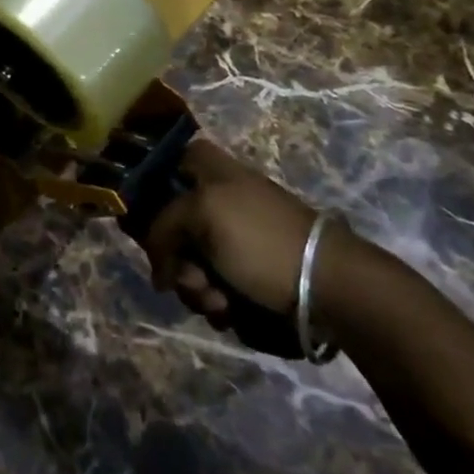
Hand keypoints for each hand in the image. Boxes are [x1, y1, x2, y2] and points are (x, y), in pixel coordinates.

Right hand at [144, 138, 320, 324]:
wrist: (328, 287)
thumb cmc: (261, 240)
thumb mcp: (201, 215)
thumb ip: (163, 226)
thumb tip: (160, 268)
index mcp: (213, 172)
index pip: (170, 161)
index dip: (152, 186)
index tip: (145, 219)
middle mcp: (221, 201)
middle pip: (172, 223)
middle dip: (174, 257)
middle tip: (189, 275)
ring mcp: (235, 240)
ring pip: (190, 262)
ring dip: (195, 287)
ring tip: (218, 301)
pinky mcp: (249, 274)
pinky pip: (213, 286)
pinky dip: (216, 301)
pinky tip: (230, 311)